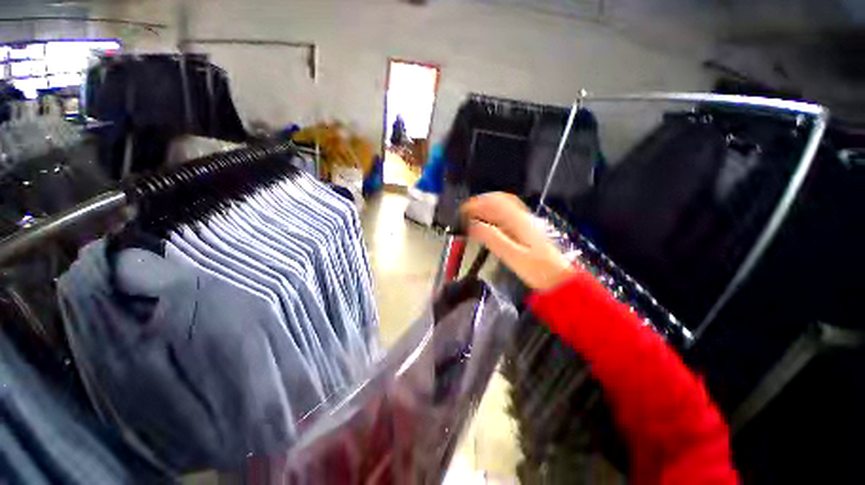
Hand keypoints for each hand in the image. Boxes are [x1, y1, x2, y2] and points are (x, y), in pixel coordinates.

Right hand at [461, 193, 575, 291]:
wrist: (558, 277)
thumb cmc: (535, 269)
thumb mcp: (512, 255)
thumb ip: (492, 238)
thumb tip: (472, 224)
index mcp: (517, 220)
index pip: (492, 203)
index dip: (474, 205)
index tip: (461, 214)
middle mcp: (521, 215)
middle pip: (498, 199)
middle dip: (479, 203)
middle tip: (464, 214)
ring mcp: (525, 219)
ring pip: (503, 203)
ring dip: (486, 205)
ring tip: (473, 215)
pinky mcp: (526, 226)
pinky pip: (508, 211)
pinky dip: (495, 211)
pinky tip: (489, 220)